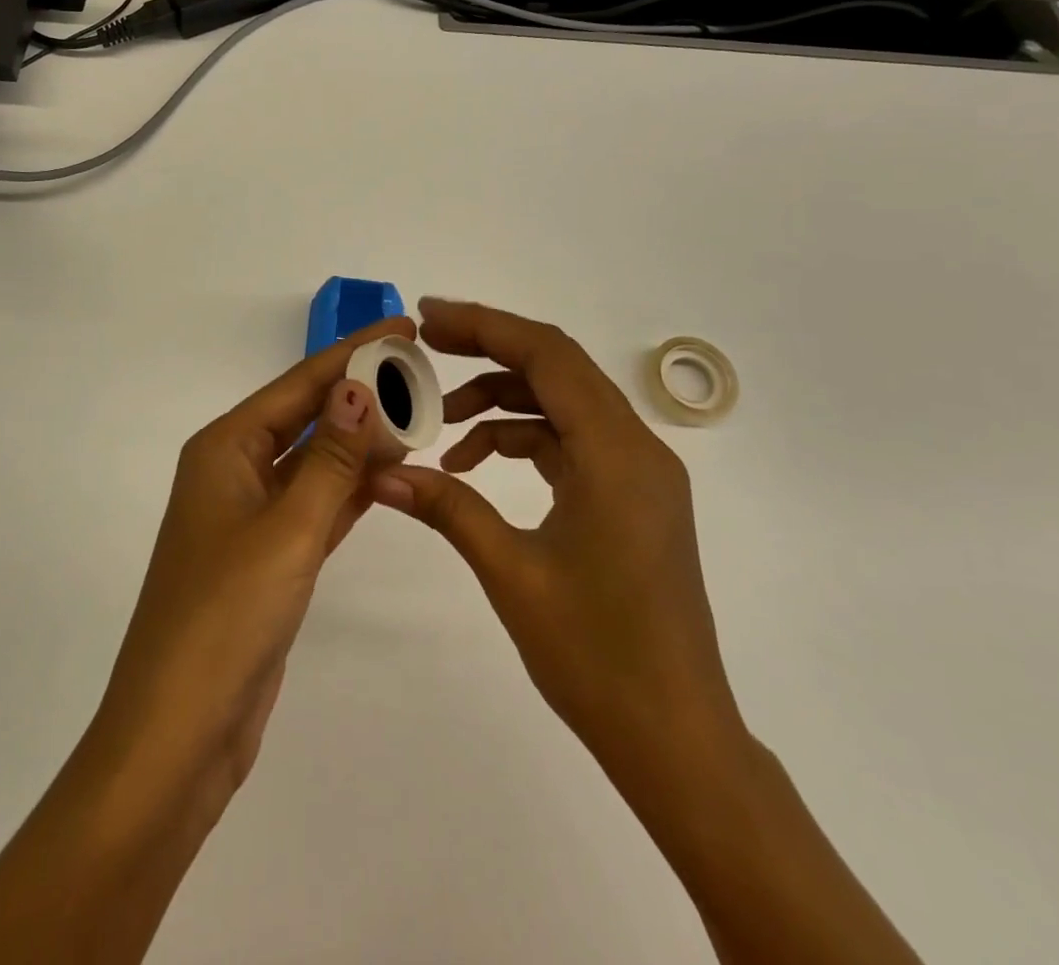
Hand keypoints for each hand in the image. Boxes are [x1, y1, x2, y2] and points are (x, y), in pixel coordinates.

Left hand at [90, 316, 412, 811]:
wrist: (179, 734)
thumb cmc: (225, 617)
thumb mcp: (287, 530)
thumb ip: (330, 459)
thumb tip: (358, 387)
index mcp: (225, 448)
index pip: (300, 384)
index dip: (353, 353)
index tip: (403, 327)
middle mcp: (234, 471)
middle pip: (308, 416)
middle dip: (360, 392)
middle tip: (421, 371)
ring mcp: (251, 516)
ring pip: (315, 461)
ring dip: (361, 439)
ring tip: (417, 412)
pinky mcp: (269, 557)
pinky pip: (317, 504)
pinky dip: (351, 487)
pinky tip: (390, 472)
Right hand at [373, 299, 744, 801]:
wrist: (677, 740)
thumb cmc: (598, 656)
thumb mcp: (512, 572)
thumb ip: (448, 508)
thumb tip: (381, 474)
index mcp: (617, 453)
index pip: (547, 355)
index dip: (485, 324)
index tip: (427, 317)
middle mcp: (637, 447)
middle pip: (557, 367)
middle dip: (487, 350)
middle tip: (426, 348)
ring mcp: (639, 473)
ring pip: (562, 404)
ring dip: (502, 402)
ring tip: (443, 427)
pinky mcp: (632, 497)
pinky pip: (572, 441)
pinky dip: (523, 439)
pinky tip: (476, 467)